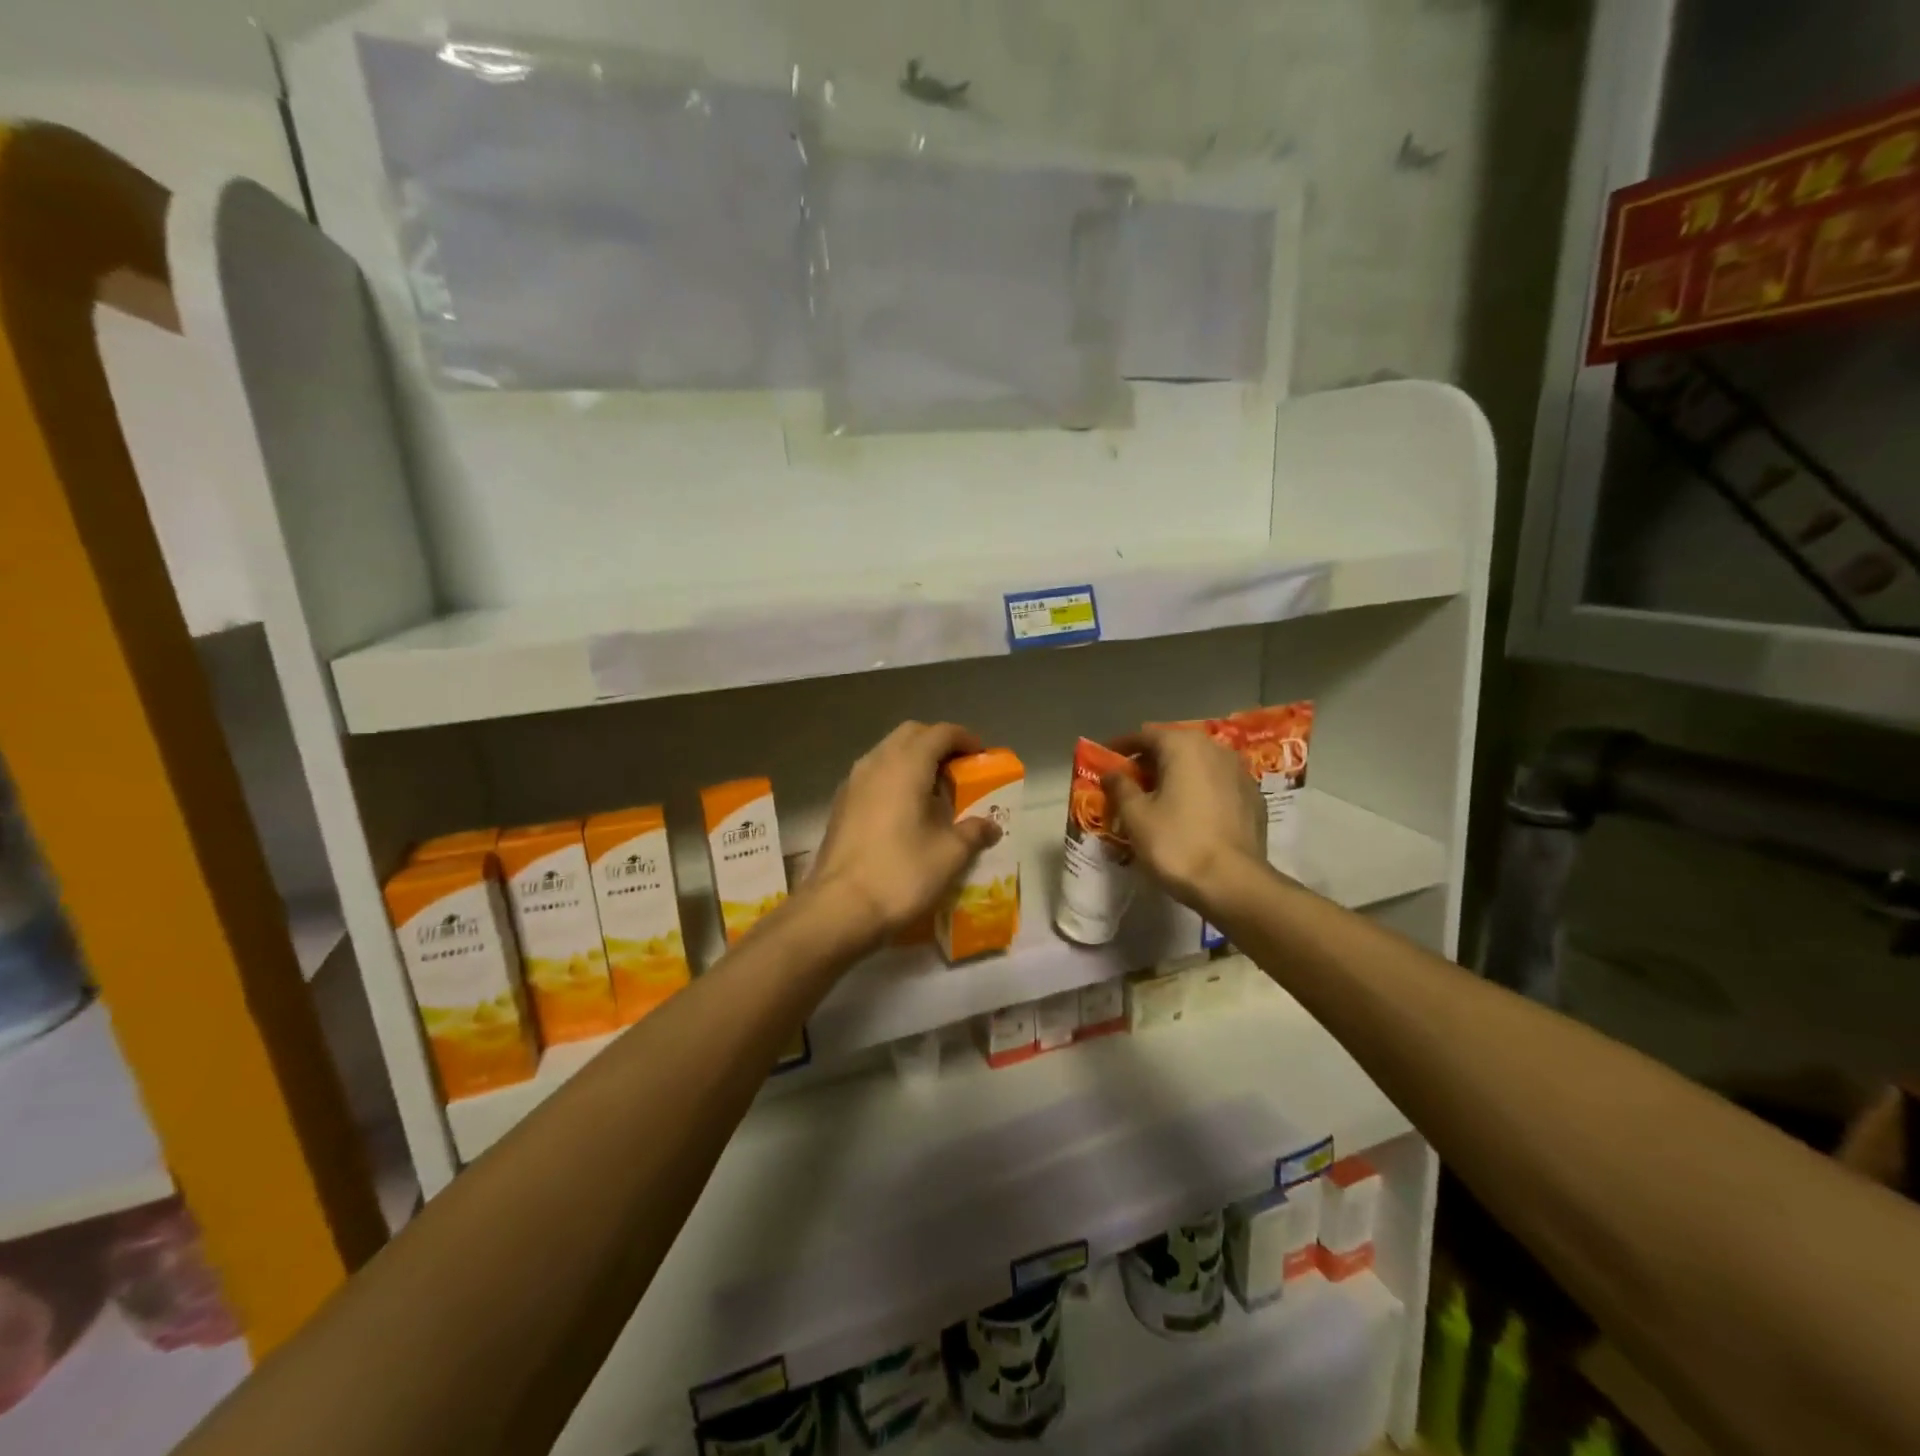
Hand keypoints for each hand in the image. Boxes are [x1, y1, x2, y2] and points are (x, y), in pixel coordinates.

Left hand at [808, 721, 1002, 944]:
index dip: (965, 739)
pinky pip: (874, 775)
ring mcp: (853, 782)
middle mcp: (876, 763)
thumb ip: (973, 832)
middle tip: (959, 770)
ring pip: (888, 753)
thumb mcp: (949, 854)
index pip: (940, 733)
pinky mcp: (841, 804)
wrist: (839, 907)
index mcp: (906, 765)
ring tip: (935, 792)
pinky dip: (894, 779)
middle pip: (911, 735)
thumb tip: (990, 826)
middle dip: (937, 744)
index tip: (981, 756)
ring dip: (913, 761)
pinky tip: (906, 811)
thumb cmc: (901, 873)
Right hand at [1105, 726, 1265, 909]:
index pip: (1145, 735)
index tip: (1106, 759)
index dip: (1122, 746)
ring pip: (1198, 765)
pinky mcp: (1254, 798)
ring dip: (1176, 775)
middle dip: (1150, 762)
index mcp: (1184, 746)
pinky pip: (1217, 784)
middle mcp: (1216, 749)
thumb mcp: (1135, 816)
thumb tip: (1112, 773)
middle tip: (1129, 782)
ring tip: (1158, 798)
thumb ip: (1120, 787)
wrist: (1234, 883)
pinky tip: (1188, 813)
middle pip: (1174, 747)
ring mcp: (1240, 772)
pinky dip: (1199, 790)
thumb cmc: (1177, 843)